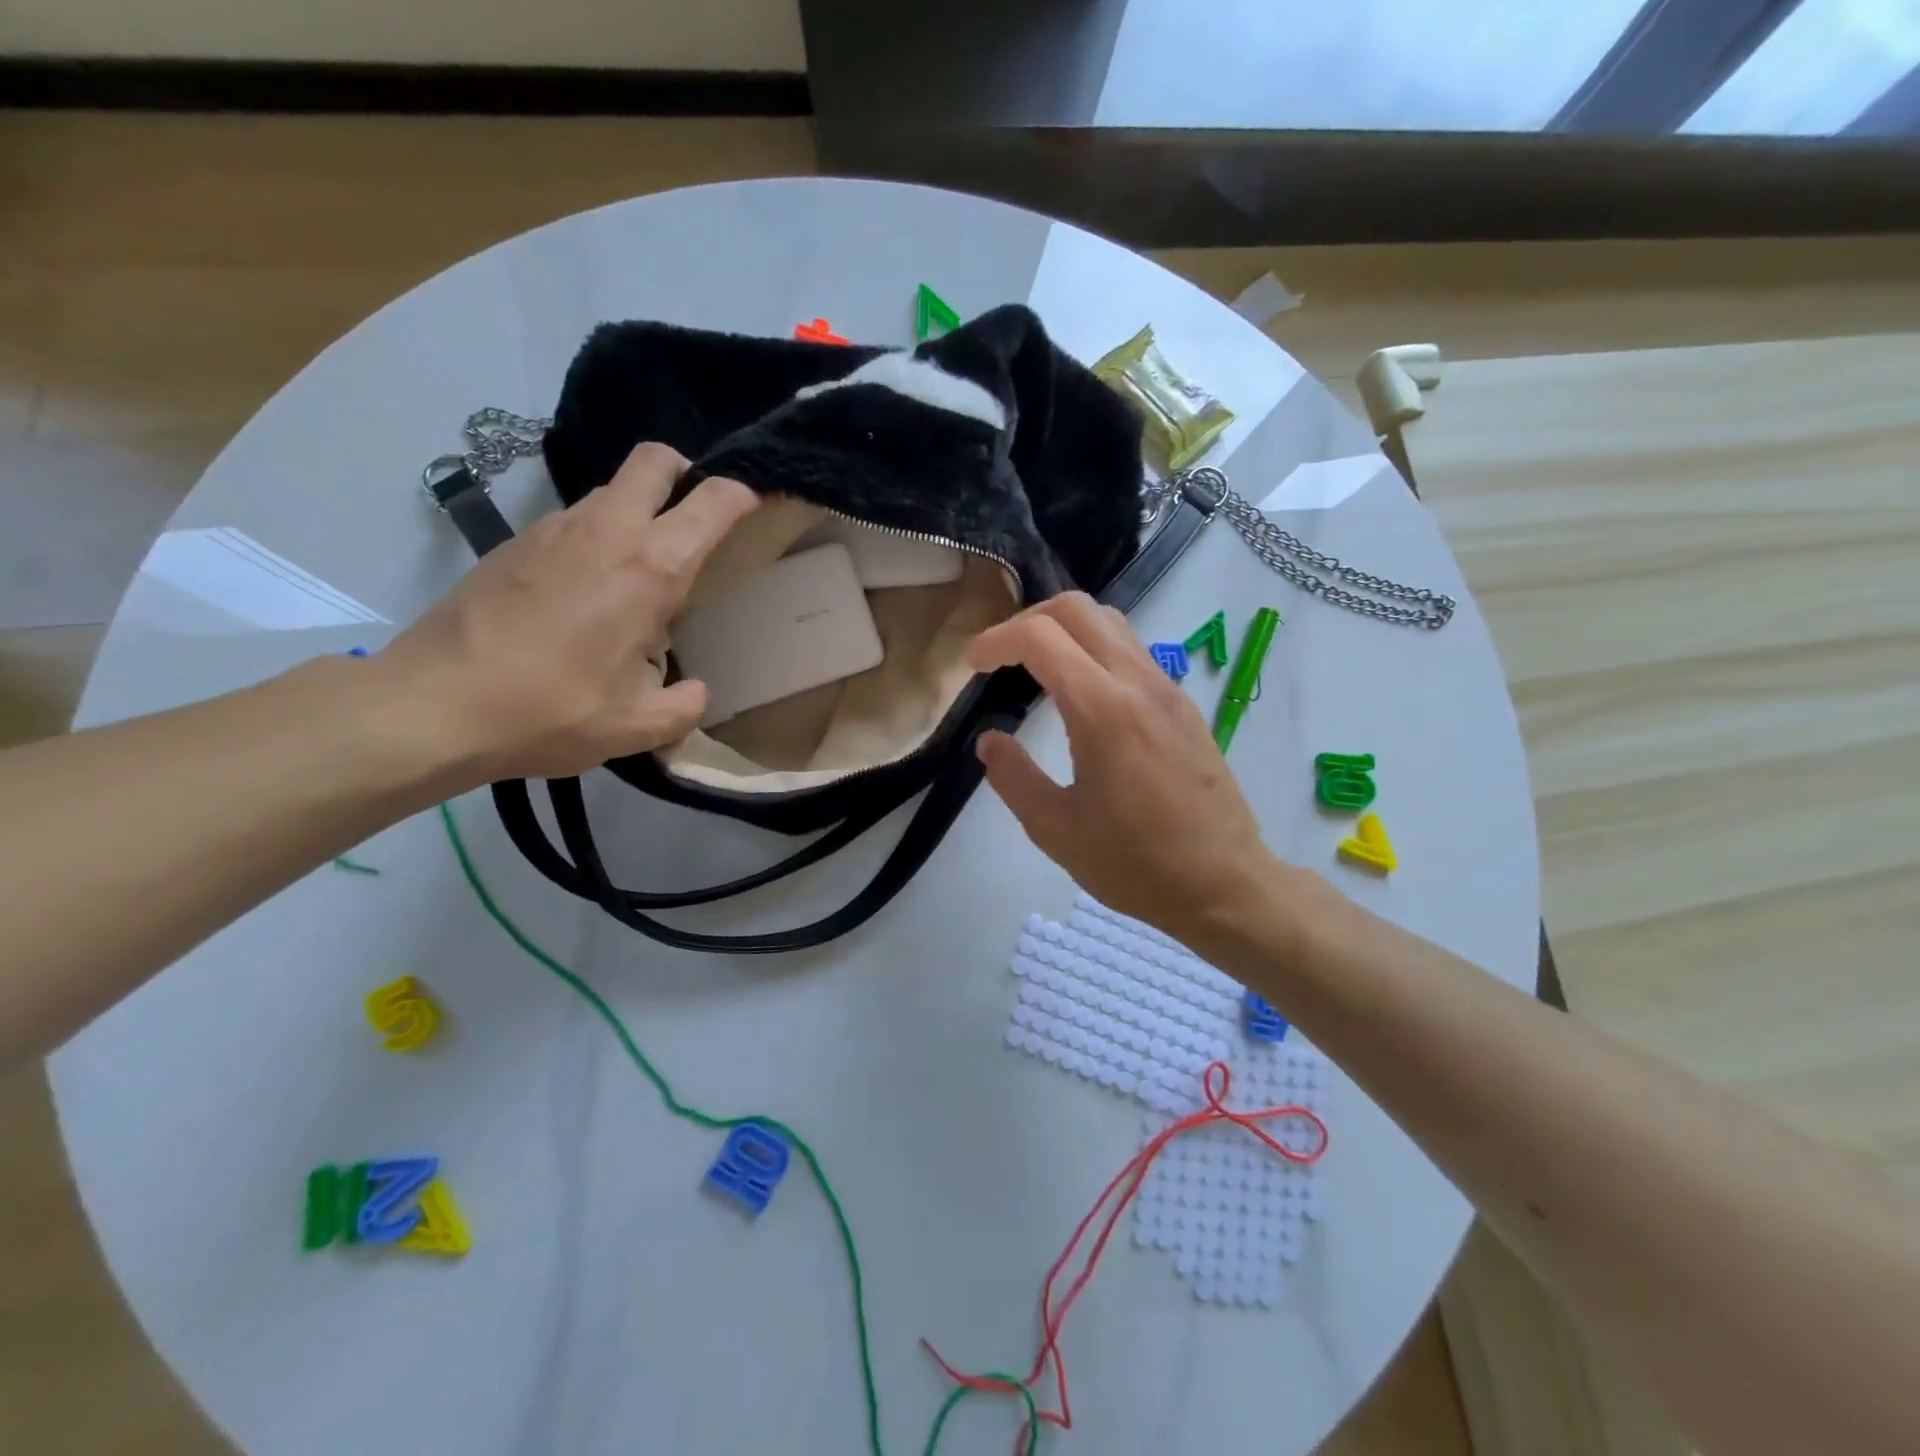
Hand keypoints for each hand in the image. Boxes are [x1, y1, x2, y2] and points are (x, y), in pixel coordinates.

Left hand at [378, 442, 757, 782]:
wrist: (432, 704)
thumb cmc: (549, 711)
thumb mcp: (636, 727)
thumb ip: (683, 707)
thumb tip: (694, 691)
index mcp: (650, 568)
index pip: (712, 501)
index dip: (744, 495)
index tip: (757, 507)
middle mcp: (606, 530)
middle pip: (655, 460)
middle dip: (686, 473)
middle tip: (696, 518)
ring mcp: (554, 528)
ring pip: (611, 488)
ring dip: (639, 509)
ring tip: (642, 567)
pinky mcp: (516, 541)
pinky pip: (575, 518)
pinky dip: (598, 534)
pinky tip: (588, 588)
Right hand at [967, 593, 1293, 952]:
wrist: (1224, 884)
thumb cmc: (1136, 864)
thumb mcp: (1056, 830)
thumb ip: (1014, 778)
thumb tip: (990, 741)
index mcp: (1103, 710)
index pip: (1041, 636)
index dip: (997, 640)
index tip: (973, 666)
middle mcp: (1139, 683)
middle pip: (1078, 608)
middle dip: (1028, 619)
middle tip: (1001, 658)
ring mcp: (1167, 689)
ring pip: (1110, 622)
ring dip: (1064, 630)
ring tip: (1035, 669)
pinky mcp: (1183, 705)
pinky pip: (1132, 650)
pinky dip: (1093, 649)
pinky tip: (1079, 694)